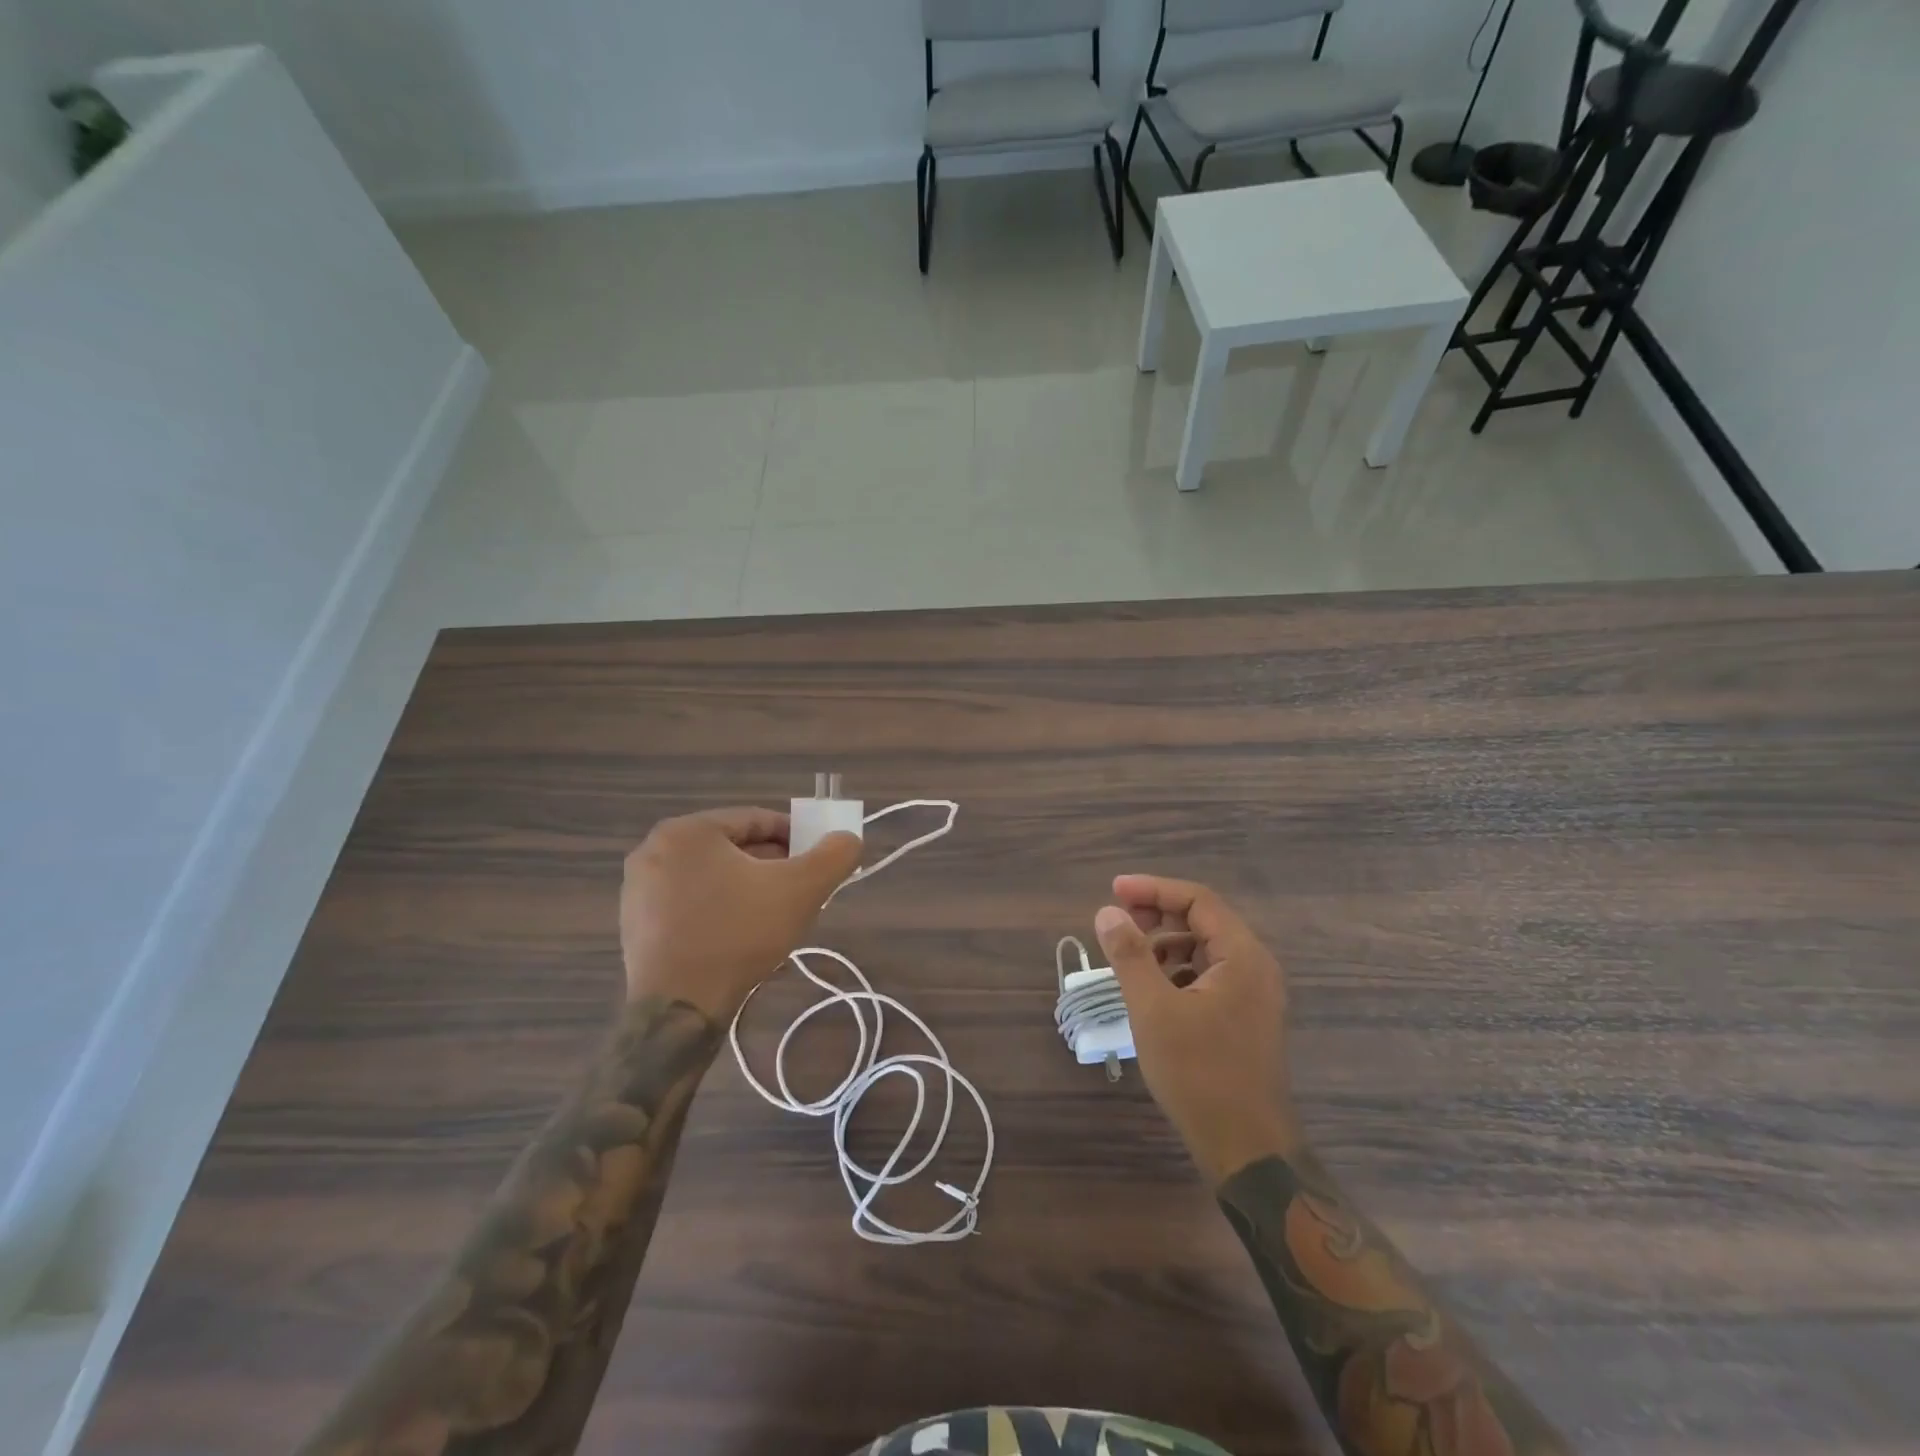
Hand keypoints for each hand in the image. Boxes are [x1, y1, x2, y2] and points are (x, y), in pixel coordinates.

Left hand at [620, 808, 861, 1021]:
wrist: (678, 1010)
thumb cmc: (739, 934)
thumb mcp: (802, 889)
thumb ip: (834, 855)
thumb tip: (849, 838)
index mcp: (688, 830)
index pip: (756, 820)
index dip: (796, 836)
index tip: (818, 860)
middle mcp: (655, 850)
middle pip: (732, 848)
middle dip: (772, 865)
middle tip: (802, 890)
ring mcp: (638, 890)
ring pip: (712, 877)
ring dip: (748, 889)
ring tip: (776, 916)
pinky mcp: (635, 925)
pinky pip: (690, 903)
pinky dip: (719, 911)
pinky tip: (741, 938)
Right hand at [1093, 876, 1302, 1184]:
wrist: (1247, 1150)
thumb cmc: (1200, 1074)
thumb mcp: (1153, 1009)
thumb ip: (1129, 955)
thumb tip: (1108, 913)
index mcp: (1242, 956)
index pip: (1198, 900)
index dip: (1153, 889)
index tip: (1113, 891)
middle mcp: (1255, 967)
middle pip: (1203, 920)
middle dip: (1158, 915)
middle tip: (1118, 924)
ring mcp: (1254, 995)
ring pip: (1205, 950)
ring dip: (1166, 944)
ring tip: (1130, 959)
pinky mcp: (1246, 1019)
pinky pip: (1209, 976)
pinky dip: (1178, 972)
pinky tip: (1153, 991)